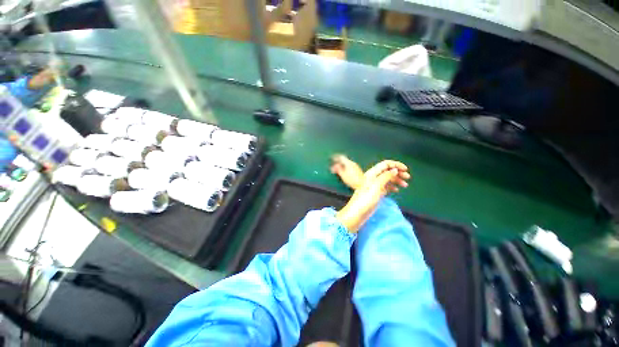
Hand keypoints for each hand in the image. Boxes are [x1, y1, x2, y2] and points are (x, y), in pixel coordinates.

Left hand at [336, 160, 409, 231]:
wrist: (357, 213)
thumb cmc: (366, 199)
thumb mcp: (376, 186)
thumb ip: (385, 176)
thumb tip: (394, 169)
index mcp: (372, 173)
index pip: (385, 164)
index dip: (396, 165)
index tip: (406, 169)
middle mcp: (373, 178)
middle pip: (387, 171)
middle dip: (398, 172)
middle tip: (408, 178)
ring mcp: (374, 186)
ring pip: (387, 179)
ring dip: (397, 180)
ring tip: (405, 185)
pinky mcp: (376, 193)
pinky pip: (385, 187)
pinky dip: (392, 186)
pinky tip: (397, 190)